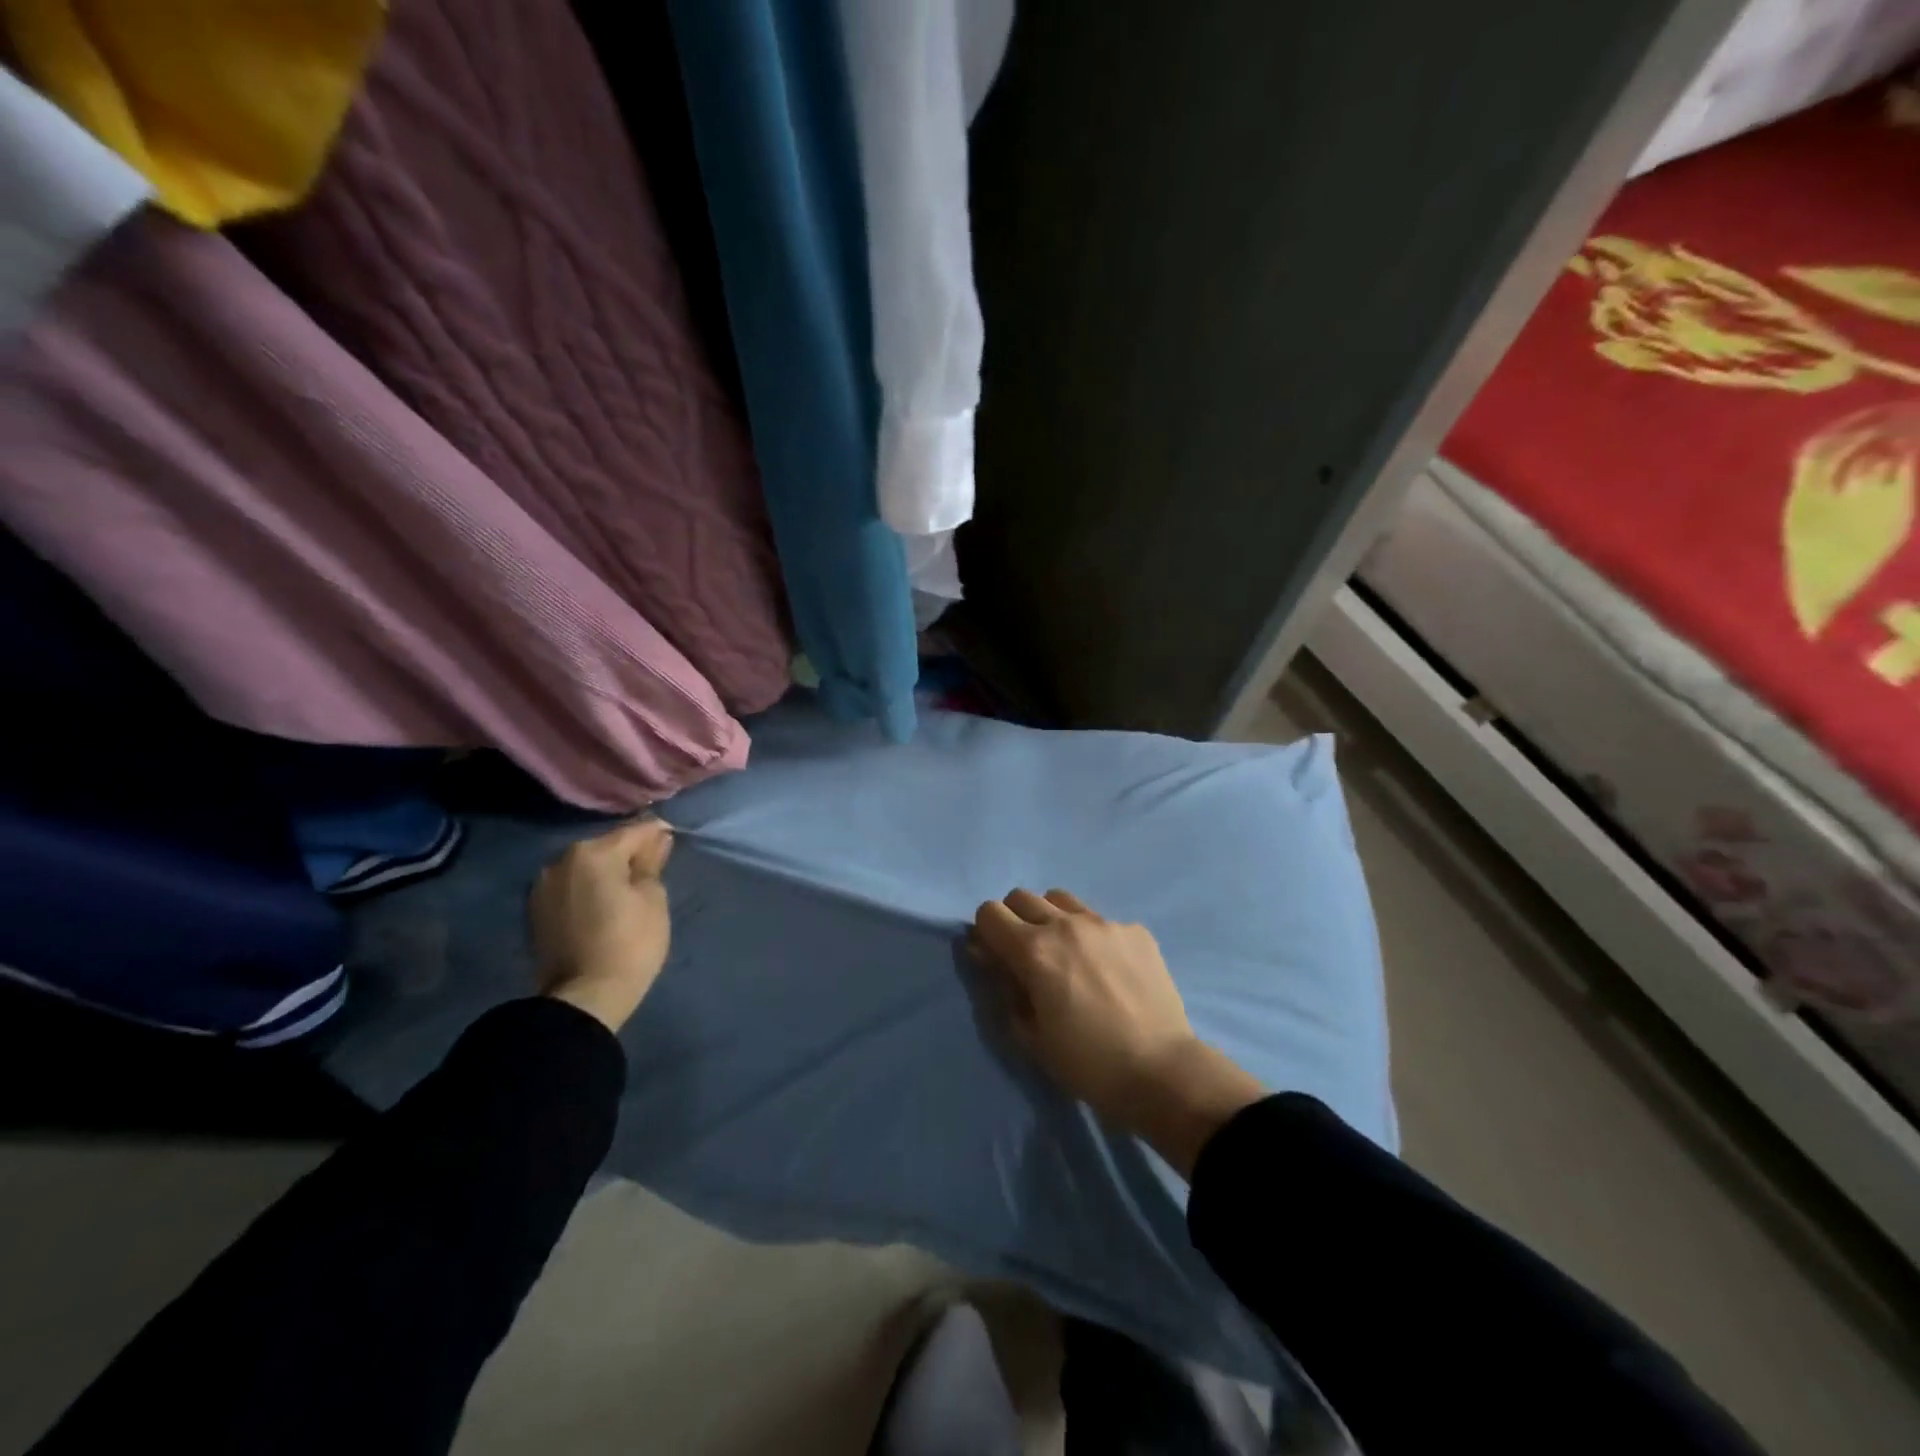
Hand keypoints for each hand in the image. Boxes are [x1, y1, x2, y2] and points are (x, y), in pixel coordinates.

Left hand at [528, 819, 673, 1033]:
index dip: (657, 833)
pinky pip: (570, 887)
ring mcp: (543, 886)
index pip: (635, 831)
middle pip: (605, 846)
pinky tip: (602, 905)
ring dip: (605, 872)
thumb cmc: (629, 944)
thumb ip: (651, 864)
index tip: (673, 841)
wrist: (582, 999)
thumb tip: (657, 840)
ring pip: (585, 867)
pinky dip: (587, 889)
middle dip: (628, 853)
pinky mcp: (535, 911)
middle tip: (652, 869)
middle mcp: (562, 861)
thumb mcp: (653, 899)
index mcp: (593, 853)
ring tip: (626, 890)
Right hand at [970, 888, 1263, 1176]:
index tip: (995, 956)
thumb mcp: (1030, 1035)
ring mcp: (1104, 923)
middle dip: (1014, 920)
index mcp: (1034, 950)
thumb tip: (990, 956)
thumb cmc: (1086, 1063)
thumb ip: (1005, 987)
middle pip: (1022, 896)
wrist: (1160, 1071)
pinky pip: (1101, 920)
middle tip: (1027, 955)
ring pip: (1061, 899)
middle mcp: (1066, 925)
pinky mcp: (1135, 931)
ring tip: (1066, 953)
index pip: (989, 912)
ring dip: (1051, 918)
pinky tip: (1108, 970)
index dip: (986, 932)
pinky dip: (1092, 936)